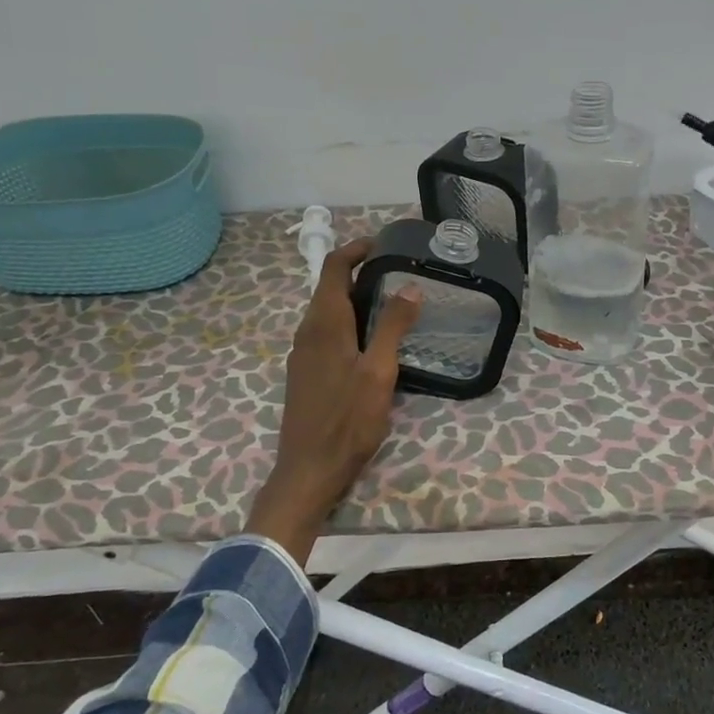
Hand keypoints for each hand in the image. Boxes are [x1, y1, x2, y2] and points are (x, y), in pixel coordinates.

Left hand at [246, 238, 421, 565]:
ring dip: (355, 300)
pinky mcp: (306, 374)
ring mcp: (303, 354)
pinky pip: (327, 334)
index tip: (384, 244)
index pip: (334, 267)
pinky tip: (373, 343)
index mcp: (324, 323)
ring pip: (328, 312)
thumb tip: (410, 287)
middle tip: (399, 274)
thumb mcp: (379, 372)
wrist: (309, 469)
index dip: (356, 249)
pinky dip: (349, 324)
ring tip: (393, 305)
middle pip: (330, 287)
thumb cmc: (347, 420)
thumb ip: (392, 326)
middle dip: (361, 273)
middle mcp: (307, 331)